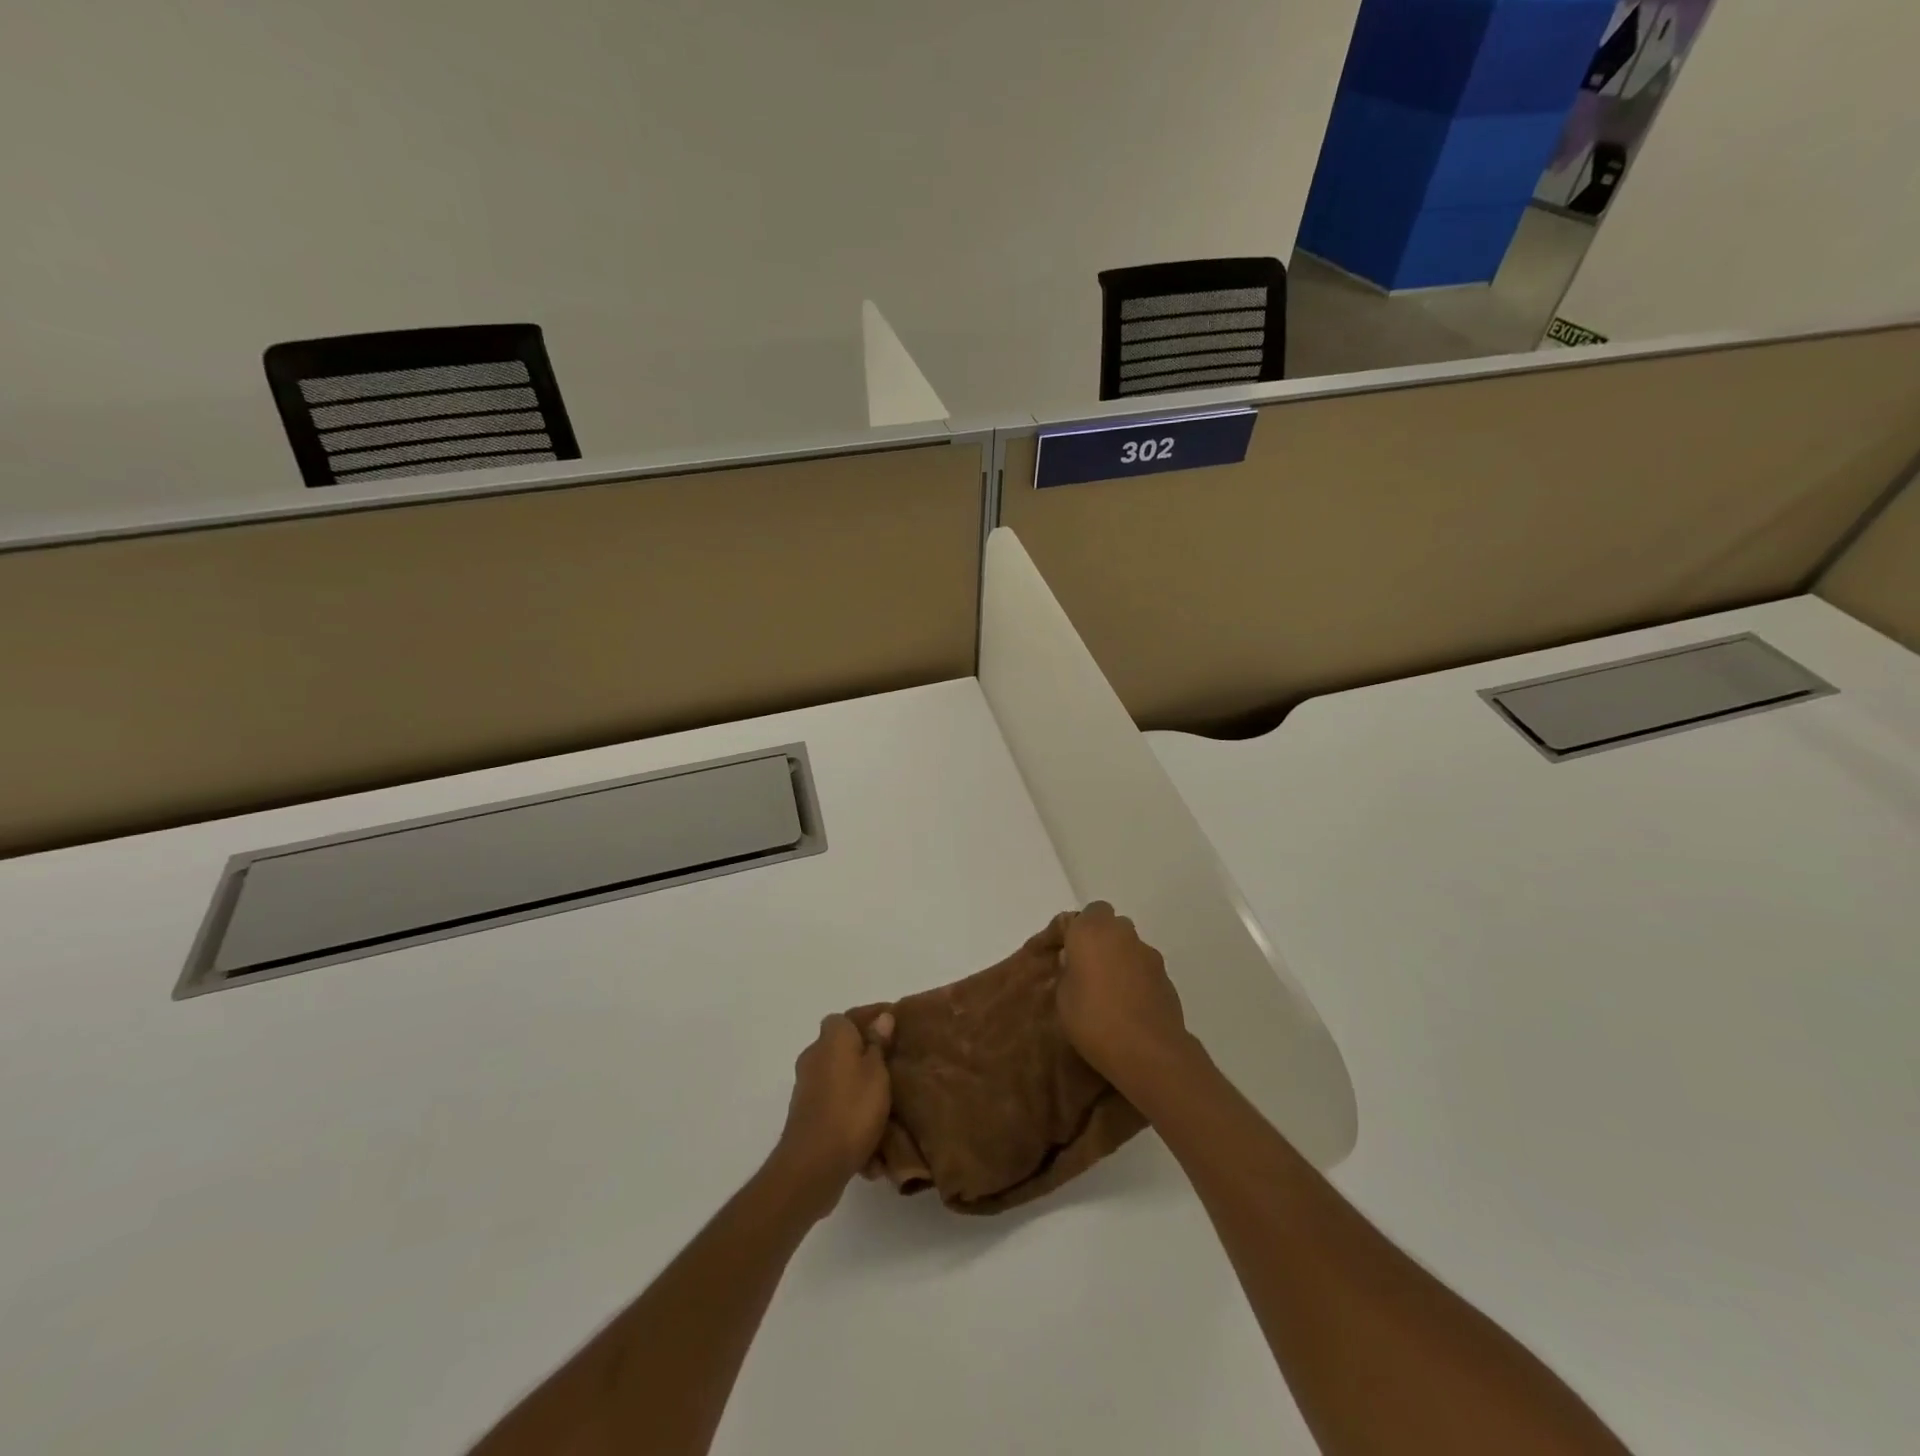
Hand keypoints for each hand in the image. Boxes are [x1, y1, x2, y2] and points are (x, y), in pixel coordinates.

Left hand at [768, 1012, 893, 1217]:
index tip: (894, 1032)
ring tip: (887, 1108)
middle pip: (843, 1050)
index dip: (870, 1021)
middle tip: (893, 1070)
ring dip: (859, 1092)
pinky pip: (835, 1109)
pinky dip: (851, 1118)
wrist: (813, 1164)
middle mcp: (813, 1057)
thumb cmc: (851, 1109)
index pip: (848, 1018)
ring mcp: (806, 1088)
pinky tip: (872, 1142)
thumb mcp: (876, 1072)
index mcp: (831, 1038)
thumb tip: (882, 1017)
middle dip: (866, 1059)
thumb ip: (878, 1044)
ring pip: (840, 1081)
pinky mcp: (806, 1117)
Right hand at [1058, 902, 1191, 1091]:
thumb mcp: (1063, 997)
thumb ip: (1067, 971)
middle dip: (1099, 941)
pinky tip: (1129, 1007)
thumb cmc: (1093, 1019)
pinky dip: (1136, 979)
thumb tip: (1074, 963)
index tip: (1065, 953)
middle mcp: (1122, 933)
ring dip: (1119, 960)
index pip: (1083, 914)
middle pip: (1110, 925)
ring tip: (1109, 992)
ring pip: (1129, 946)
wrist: (1147, 1051)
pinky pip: (1144, 969)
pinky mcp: (1166, 977)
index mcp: (1091, 931)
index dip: (1075, 930)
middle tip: (1086, 969)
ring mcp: (1148, 954)